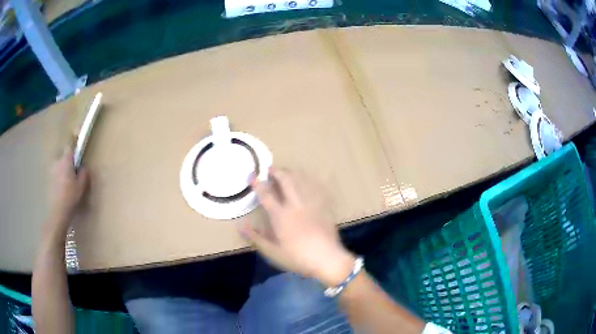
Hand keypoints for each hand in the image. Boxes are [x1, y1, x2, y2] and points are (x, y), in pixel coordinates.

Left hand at [49, 149, 88, 227]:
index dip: (74, 149)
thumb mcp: (82, 185)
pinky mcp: (48, 180)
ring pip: (59, 167)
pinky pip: (55, 175)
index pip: (70, 147)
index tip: (78, 155)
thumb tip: (84, 166)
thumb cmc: (71, 196)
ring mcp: (51, 171)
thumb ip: (84, 173)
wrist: (57, 211)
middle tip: (74, 174)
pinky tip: (62, 190)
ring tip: (67, 183)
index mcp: (66, 160)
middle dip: (68, 163)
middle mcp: (57, 162)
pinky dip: (59, 179)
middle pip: (64, 157)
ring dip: (63, 171)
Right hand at [240, 169, 355, 286]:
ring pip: (301, 180)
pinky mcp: (323, 206)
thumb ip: (256, 237)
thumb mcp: (272, 251)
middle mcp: (295, 205)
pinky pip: (315, 187)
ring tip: (285, 172)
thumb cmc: (297, 257)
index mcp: (280, 215)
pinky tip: (306, 181)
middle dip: (277, 172)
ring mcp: (311, 204)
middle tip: (270, 170)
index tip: (252, 176)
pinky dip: (308, 180)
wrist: (327, 258)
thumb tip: (240, 226)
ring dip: (291, 173)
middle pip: (286, 180)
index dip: (258, 183)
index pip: (266, 194)